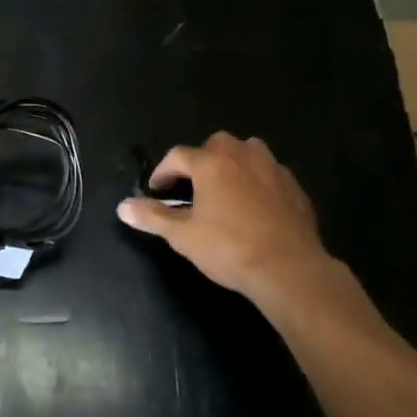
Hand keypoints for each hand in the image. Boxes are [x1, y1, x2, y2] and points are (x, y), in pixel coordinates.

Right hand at [118, 133, 328, 302]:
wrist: (290, 269)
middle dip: (200, 161)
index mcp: (211, 162)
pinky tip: (255, 206)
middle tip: (193, 188)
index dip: (164, 172)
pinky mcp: (294, 186)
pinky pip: (268, 173)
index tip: (157, 190)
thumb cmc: (230, 248)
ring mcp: (272, 167)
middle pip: (214, 146)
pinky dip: (257, 182)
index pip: (178, 156)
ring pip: (246, 153)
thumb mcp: (184, 236)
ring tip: (225, 190)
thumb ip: (153, 217)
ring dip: (232, 164)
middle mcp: (241, 154)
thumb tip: (122, 207)